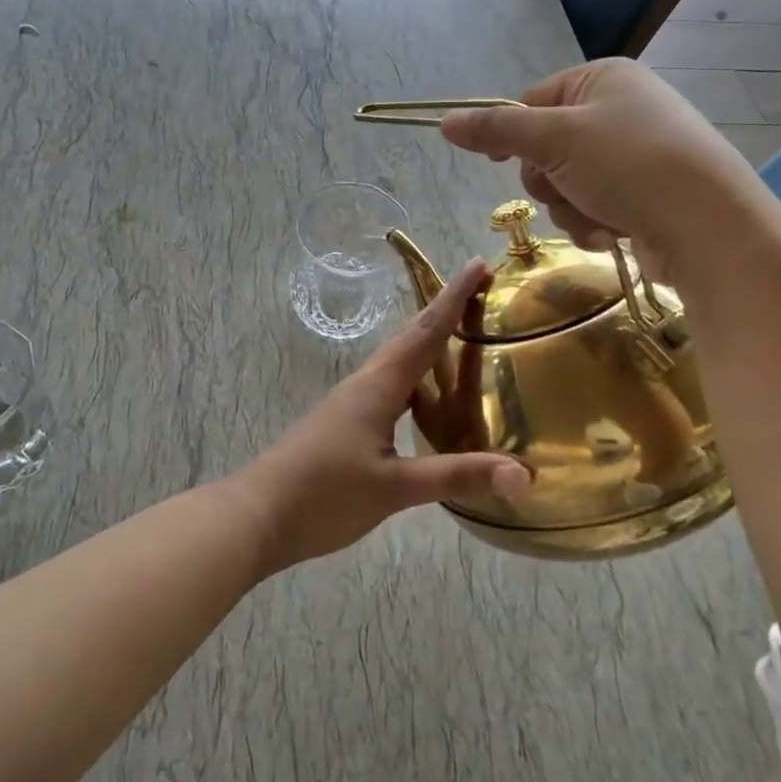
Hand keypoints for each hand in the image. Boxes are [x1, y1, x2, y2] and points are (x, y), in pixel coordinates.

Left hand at [228, 260, 528, 573]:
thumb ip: (457, 475)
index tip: (477, 265)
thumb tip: (523, 473)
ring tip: (461, 339)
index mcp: (378, 387)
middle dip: (445, 312)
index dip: (454, 299)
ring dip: (428, 344)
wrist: (257, 516)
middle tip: (479, 292)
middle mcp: (365, 385)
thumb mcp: (395, 488)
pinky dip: (415, 381)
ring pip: (397, 363)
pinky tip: (425, 402)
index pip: (425, 332)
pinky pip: (388, 388)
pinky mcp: (343, 424)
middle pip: (410, 338)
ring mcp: (350, 404)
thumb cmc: (325, 495)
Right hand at [437, 59, 752, 269]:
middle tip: (567, 187)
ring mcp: (635, 155)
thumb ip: (497, 129)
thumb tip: (444, 121)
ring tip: (600, 216)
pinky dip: (594, 224)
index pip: (531, 101)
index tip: (502, 161)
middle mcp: (621, 111)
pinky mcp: (645, 196)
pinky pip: (593, 208)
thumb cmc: (629, 165)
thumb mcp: (554, 139)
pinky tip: (615, 233)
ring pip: (566, 186)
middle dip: (549, 180)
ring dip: (570, 208)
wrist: (707, 226)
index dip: (512, 134)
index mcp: (603, 79)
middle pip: (545, 149)